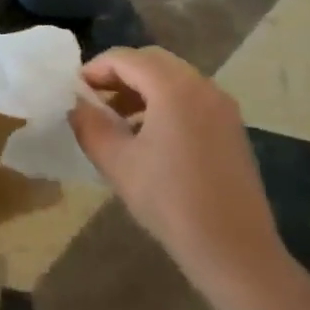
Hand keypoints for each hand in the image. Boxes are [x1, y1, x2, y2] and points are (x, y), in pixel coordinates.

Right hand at [71, 47, 284, 288]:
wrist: (235, 251)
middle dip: (119, 75)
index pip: (125, 58)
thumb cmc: (171, 202)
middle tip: (94, 100)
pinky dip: (165, 102)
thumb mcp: (117, 163)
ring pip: (173, 78)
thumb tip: (76, 104)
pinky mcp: (231, 127)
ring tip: (117, 120)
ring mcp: (222, 105)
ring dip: (142, 88)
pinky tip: (150, 136)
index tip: (75, 91)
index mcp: (173, 87)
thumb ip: (89, 125)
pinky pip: (191, 97)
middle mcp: (202, 85)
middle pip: (151, 61)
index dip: (95, 69)